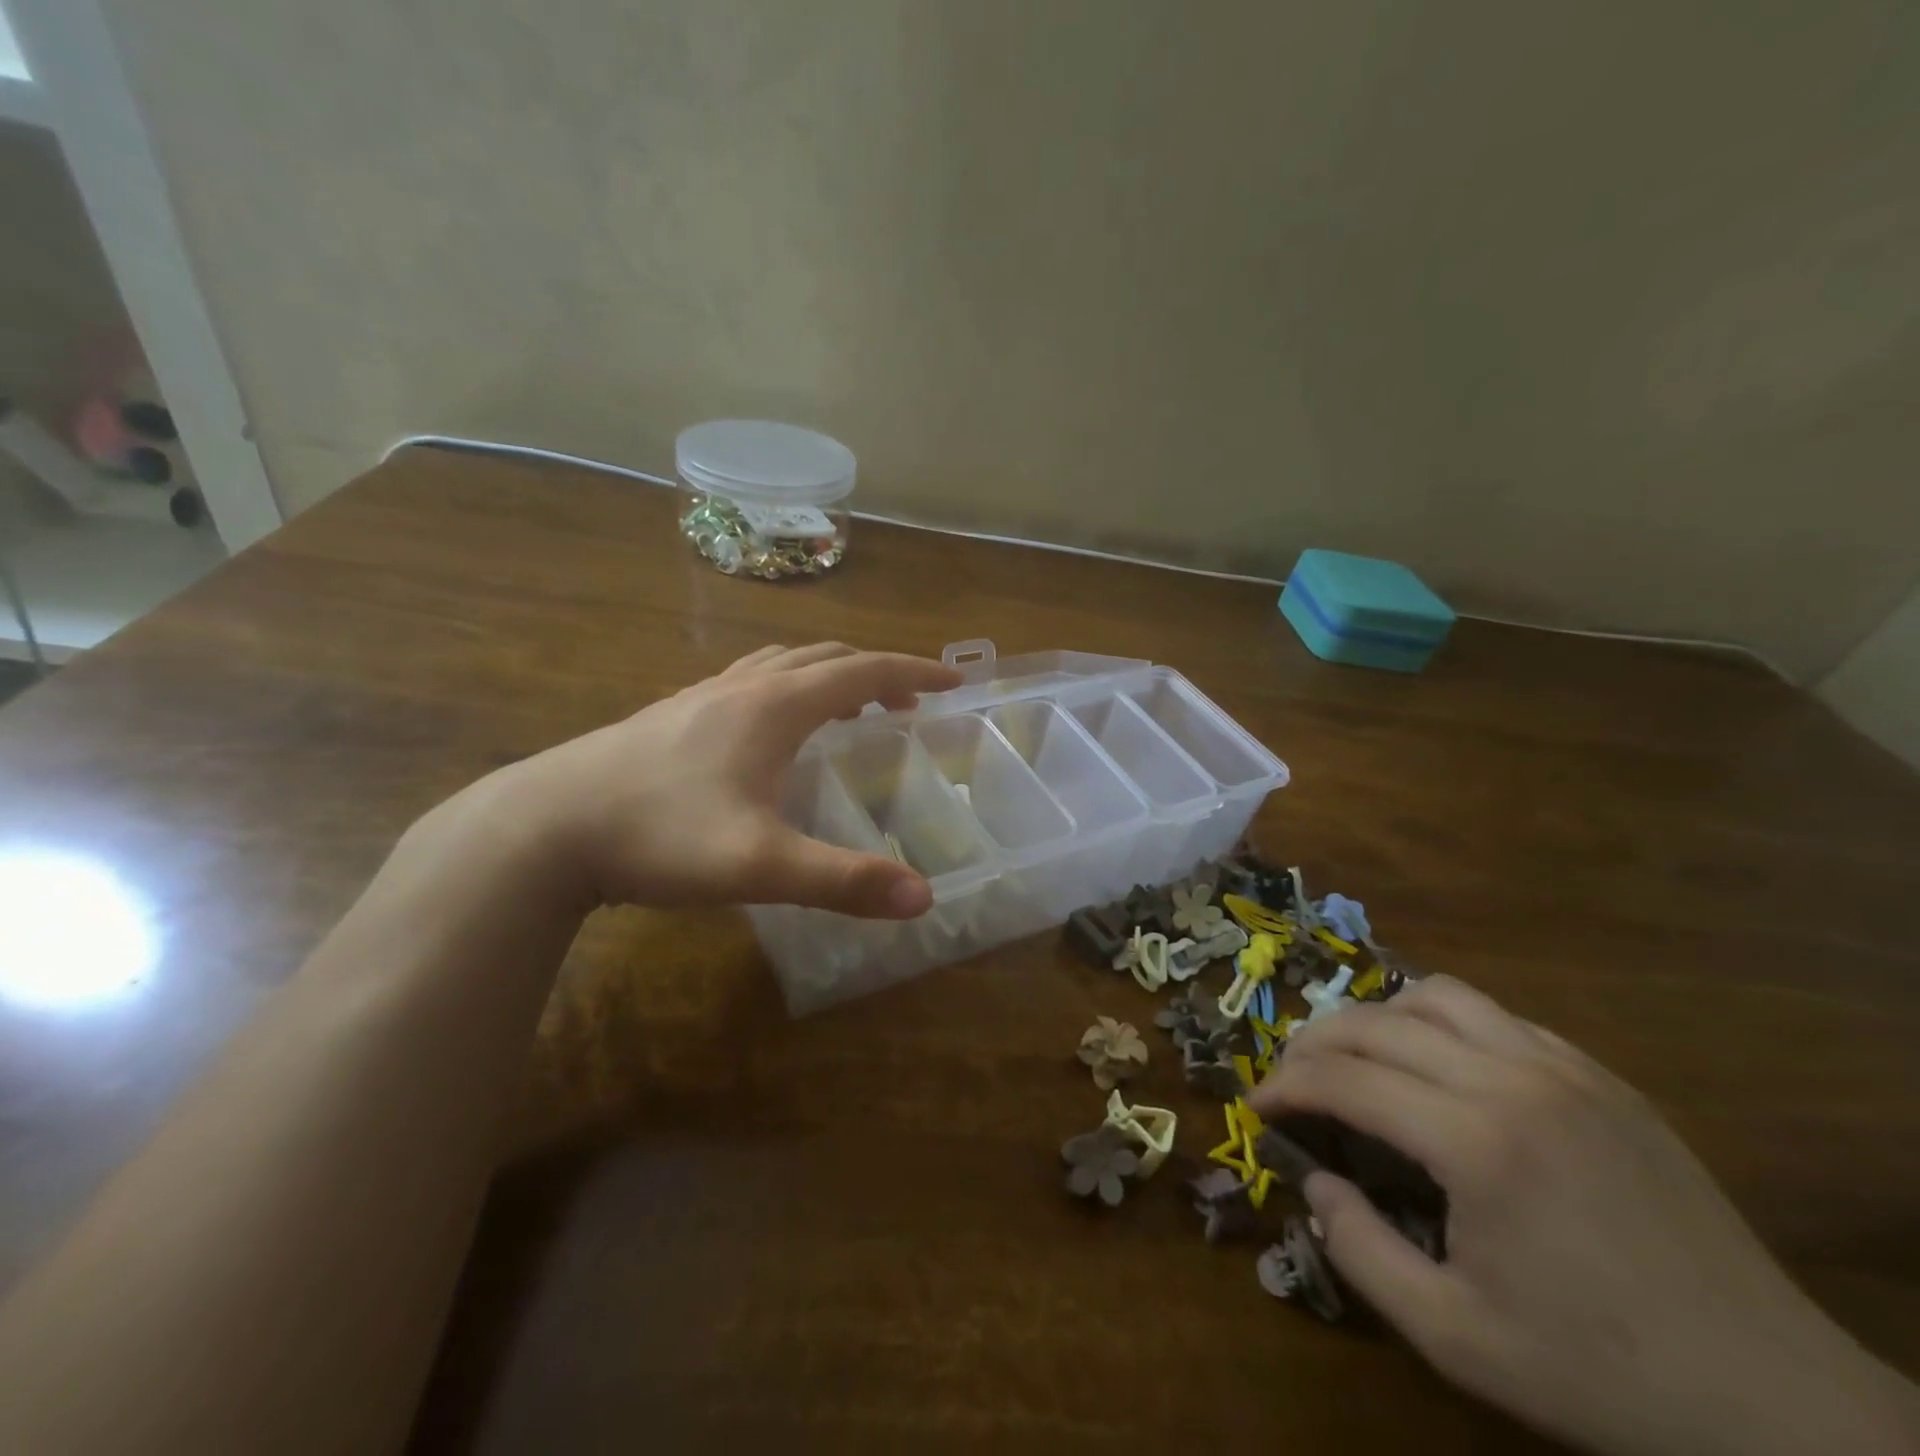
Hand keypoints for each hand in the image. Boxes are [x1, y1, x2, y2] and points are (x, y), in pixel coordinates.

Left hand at [486, 643, 960, 916]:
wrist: (544, 828)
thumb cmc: (660, 835)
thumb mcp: (760, 865)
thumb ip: (843, 880)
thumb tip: (923, 897)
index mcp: (775, 705)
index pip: (862, 671)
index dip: (912, 671)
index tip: (952, 680)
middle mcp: (743, 687)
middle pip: (825, 659)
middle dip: (875, 672)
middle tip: (909, 699)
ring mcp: (701, 696)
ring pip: (781, 664)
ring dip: (828, 675)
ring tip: (851, 707)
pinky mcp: (671, 715)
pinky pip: (747, 681)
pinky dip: (785, 687)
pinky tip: (771, 726)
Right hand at [1249, 976, 1919, 1455]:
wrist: (1779, 1404)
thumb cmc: (1601, 1373)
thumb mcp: (1455, 1337)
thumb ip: (1359, 1249)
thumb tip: (1312, 1179)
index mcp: (1475, 1142)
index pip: (1344, 1079)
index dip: (1285, 1085)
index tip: (1256, 1105)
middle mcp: (1512, 1080)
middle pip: (1377, 1023)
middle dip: (1314, 1042)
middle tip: (1291, 1078)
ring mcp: (1563, 1068)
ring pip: (1436, 995)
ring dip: (1378, 1018)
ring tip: (1358, 1057)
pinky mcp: (1601, 1076)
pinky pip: (1497, 1016)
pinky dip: (1442, 1023)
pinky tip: (1440, 1067)